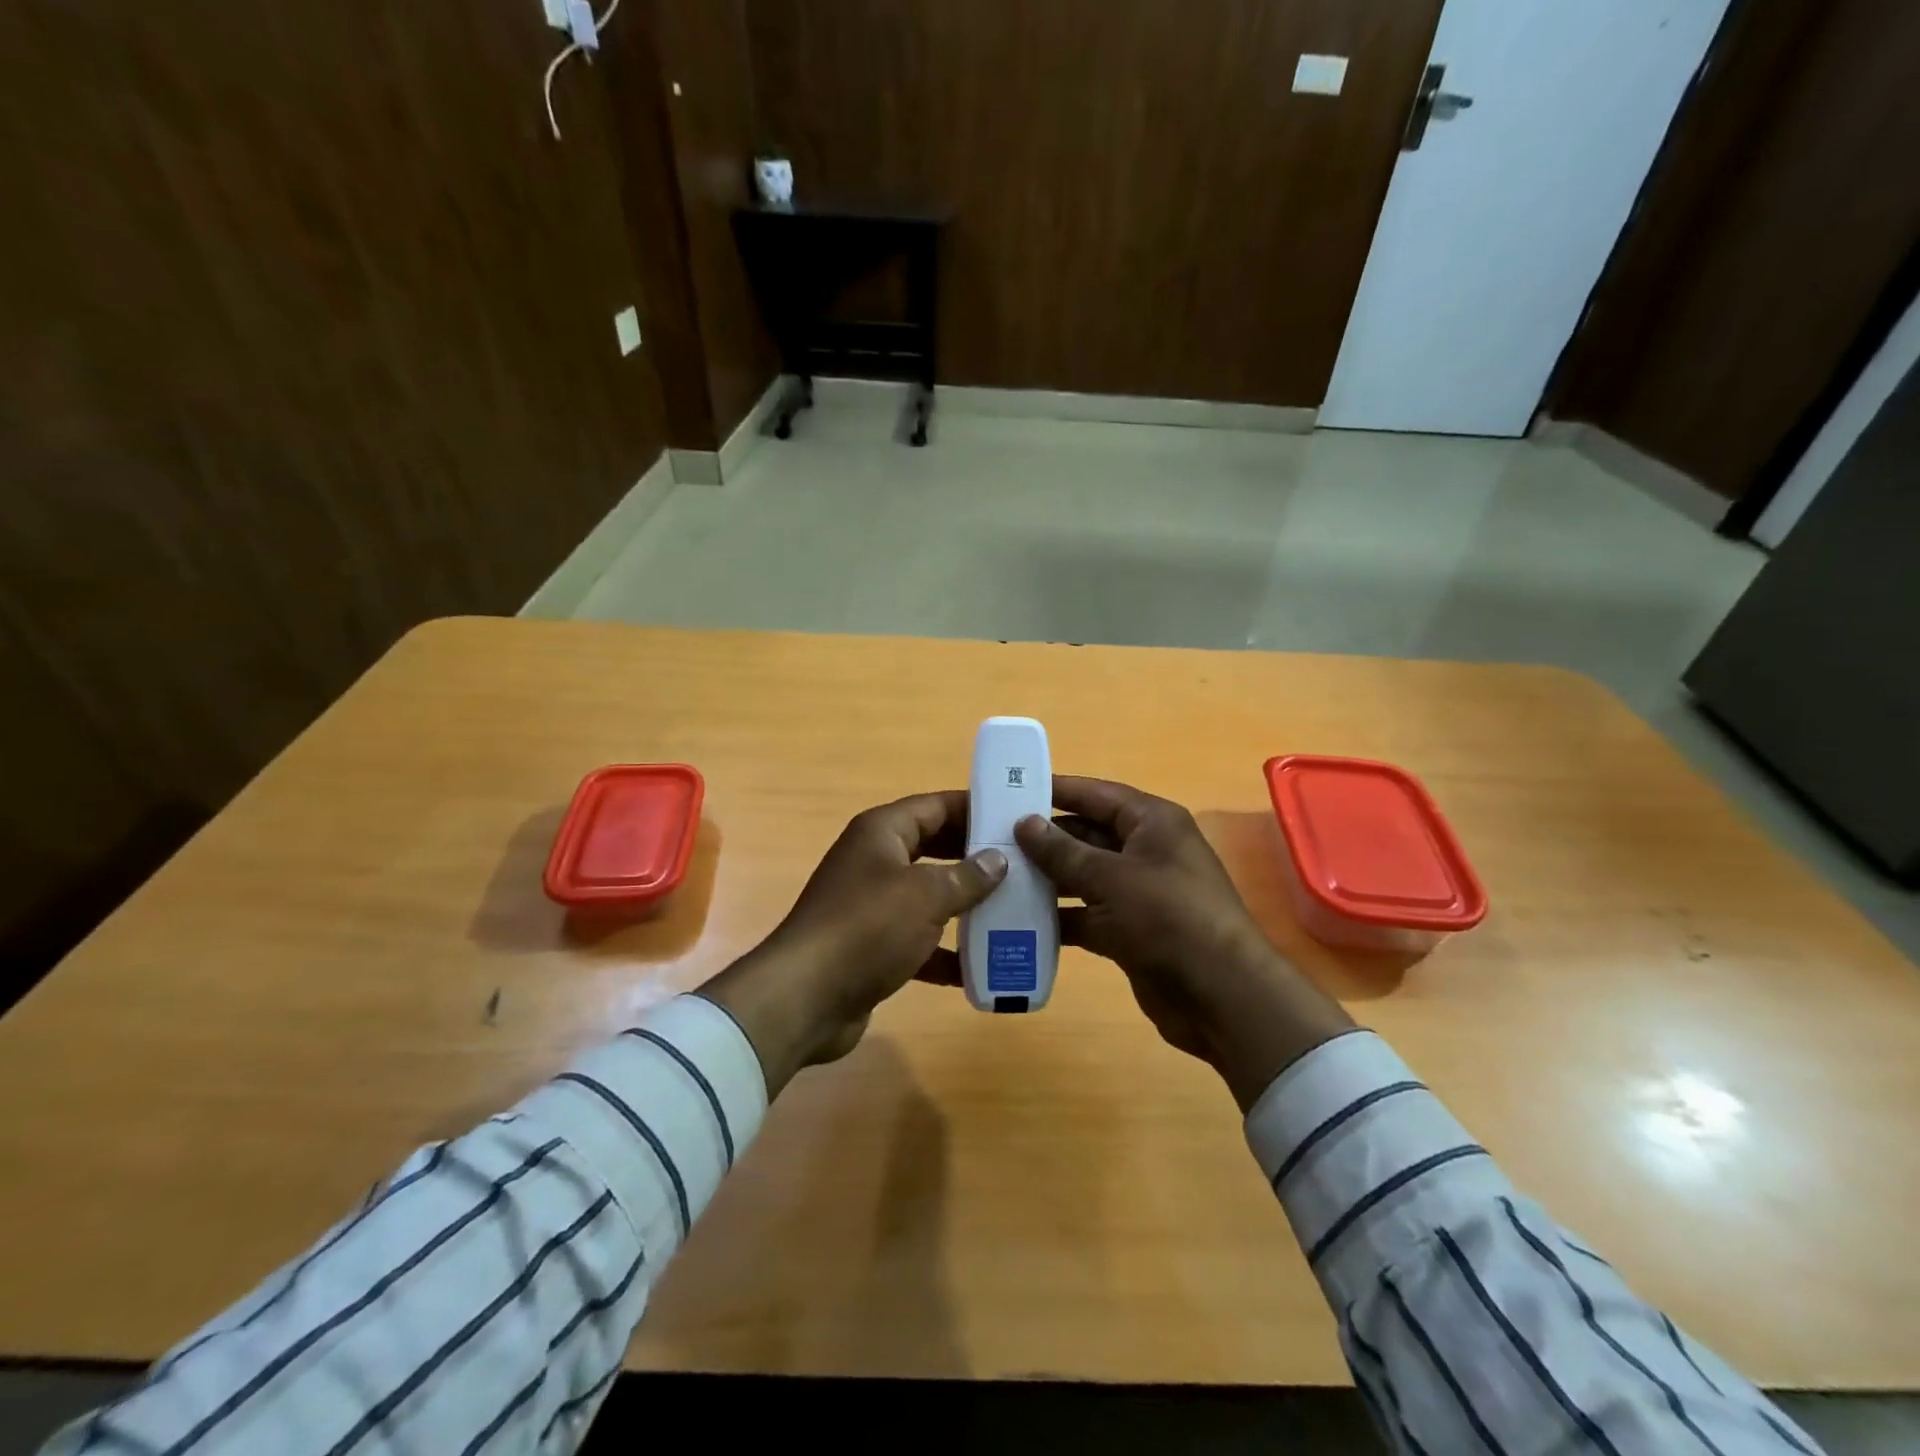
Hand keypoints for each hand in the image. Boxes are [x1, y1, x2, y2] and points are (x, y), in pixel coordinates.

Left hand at [697, 792, 1005, 1094]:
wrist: (806, 999)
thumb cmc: (867, 929)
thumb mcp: (925, 895)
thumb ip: (967, 876)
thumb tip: (997, 859)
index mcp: (882, 833)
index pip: (935, 806)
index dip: (974, 808)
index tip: (1016, 816)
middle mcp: (875, 861)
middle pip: (934, 848)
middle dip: (975, 858)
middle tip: (1024, 864)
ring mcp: (872, 905)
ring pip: (929, 896)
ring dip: (966, 905)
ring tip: (1015, 910)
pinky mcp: (873, 947)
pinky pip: (919, 940)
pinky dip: (946, 951)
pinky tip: (983, 965)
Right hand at [1014, 776, 1353, 1109]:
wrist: (1220, 996)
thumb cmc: (1168, 918)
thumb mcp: (1111, 878)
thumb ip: (1063, 850)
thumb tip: (1025, 822)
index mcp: (1152, 822)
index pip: (1096, 794)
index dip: (1056, 789)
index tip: (1012, 788)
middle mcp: (1146, 850)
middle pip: (1087, 834)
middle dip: (1044, 838)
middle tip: (992, 838)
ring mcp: (1138, 893)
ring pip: (1083, 876)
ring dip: (1046, 878)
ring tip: (997, 876)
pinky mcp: (1130, 931)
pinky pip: (1086, 915)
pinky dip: (1059, 917)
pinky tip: (1018, 920)